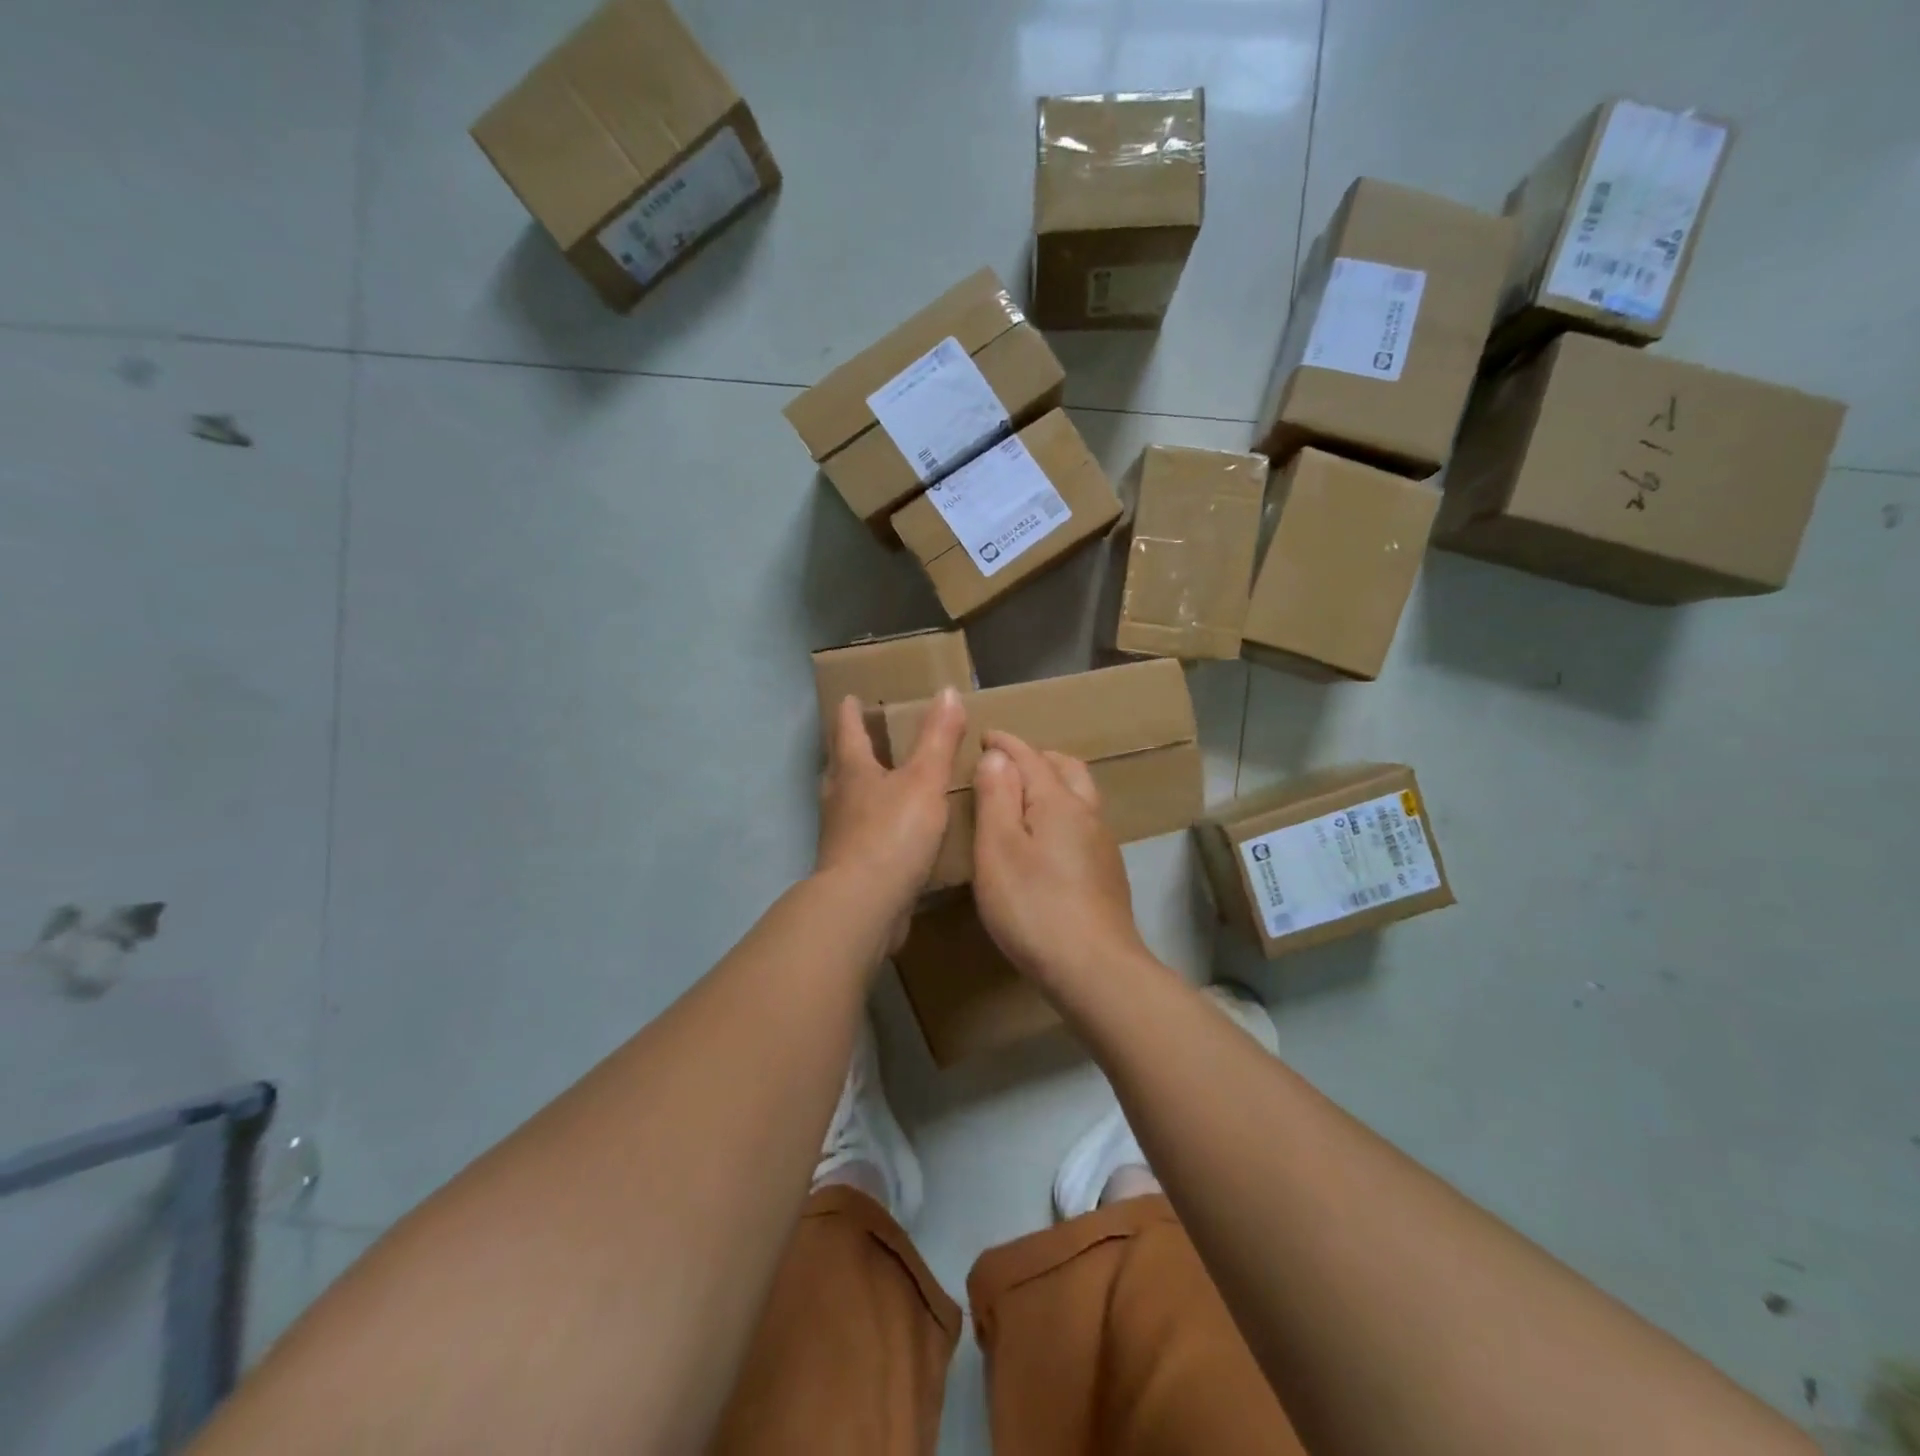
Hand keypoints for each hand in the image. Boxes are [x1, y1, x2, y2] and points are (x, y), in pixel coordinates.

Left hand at [816, 689, 966, 940]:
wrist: (864, 905)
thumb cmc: (892, 833)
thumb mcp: (925, 779)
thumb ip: (938, 738)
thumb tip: (946, 691)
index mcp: (853, 772)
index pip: (847, 732)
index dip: (849, 713)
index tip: (849, 698)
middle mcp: (839, 800)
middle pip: (840, 767)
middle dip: (849, 751)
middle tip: (861, 738)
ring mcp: (840, 836)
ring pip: (847, 803)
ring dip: (859, 790)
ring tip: (878, 785)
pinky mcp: (850, 868)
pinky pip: (861, 837)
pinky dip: (873, 827)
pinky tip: (892, 836)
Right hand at [971, 730, 1146, 990]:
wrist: (1095, 969)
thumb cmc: (1034, 906)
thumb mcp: (998, 849)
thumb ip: (996, 797)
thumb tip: (997, 756)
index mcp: (1059, 802)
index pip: (1030, 757)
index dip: (1005, 744)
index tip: (985, 736)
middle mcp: (1087, 814)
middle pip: (1067, 769)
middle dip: (1037, 758)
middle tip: (1008, 763)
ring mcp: (1102, 845)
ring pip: (1081, 796)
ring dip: (1054, 783)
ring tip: (1025, 796)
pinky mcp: (1107, 874)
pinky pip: (1083, 824)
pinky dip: (1062, 812)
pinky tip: (1047, 840)